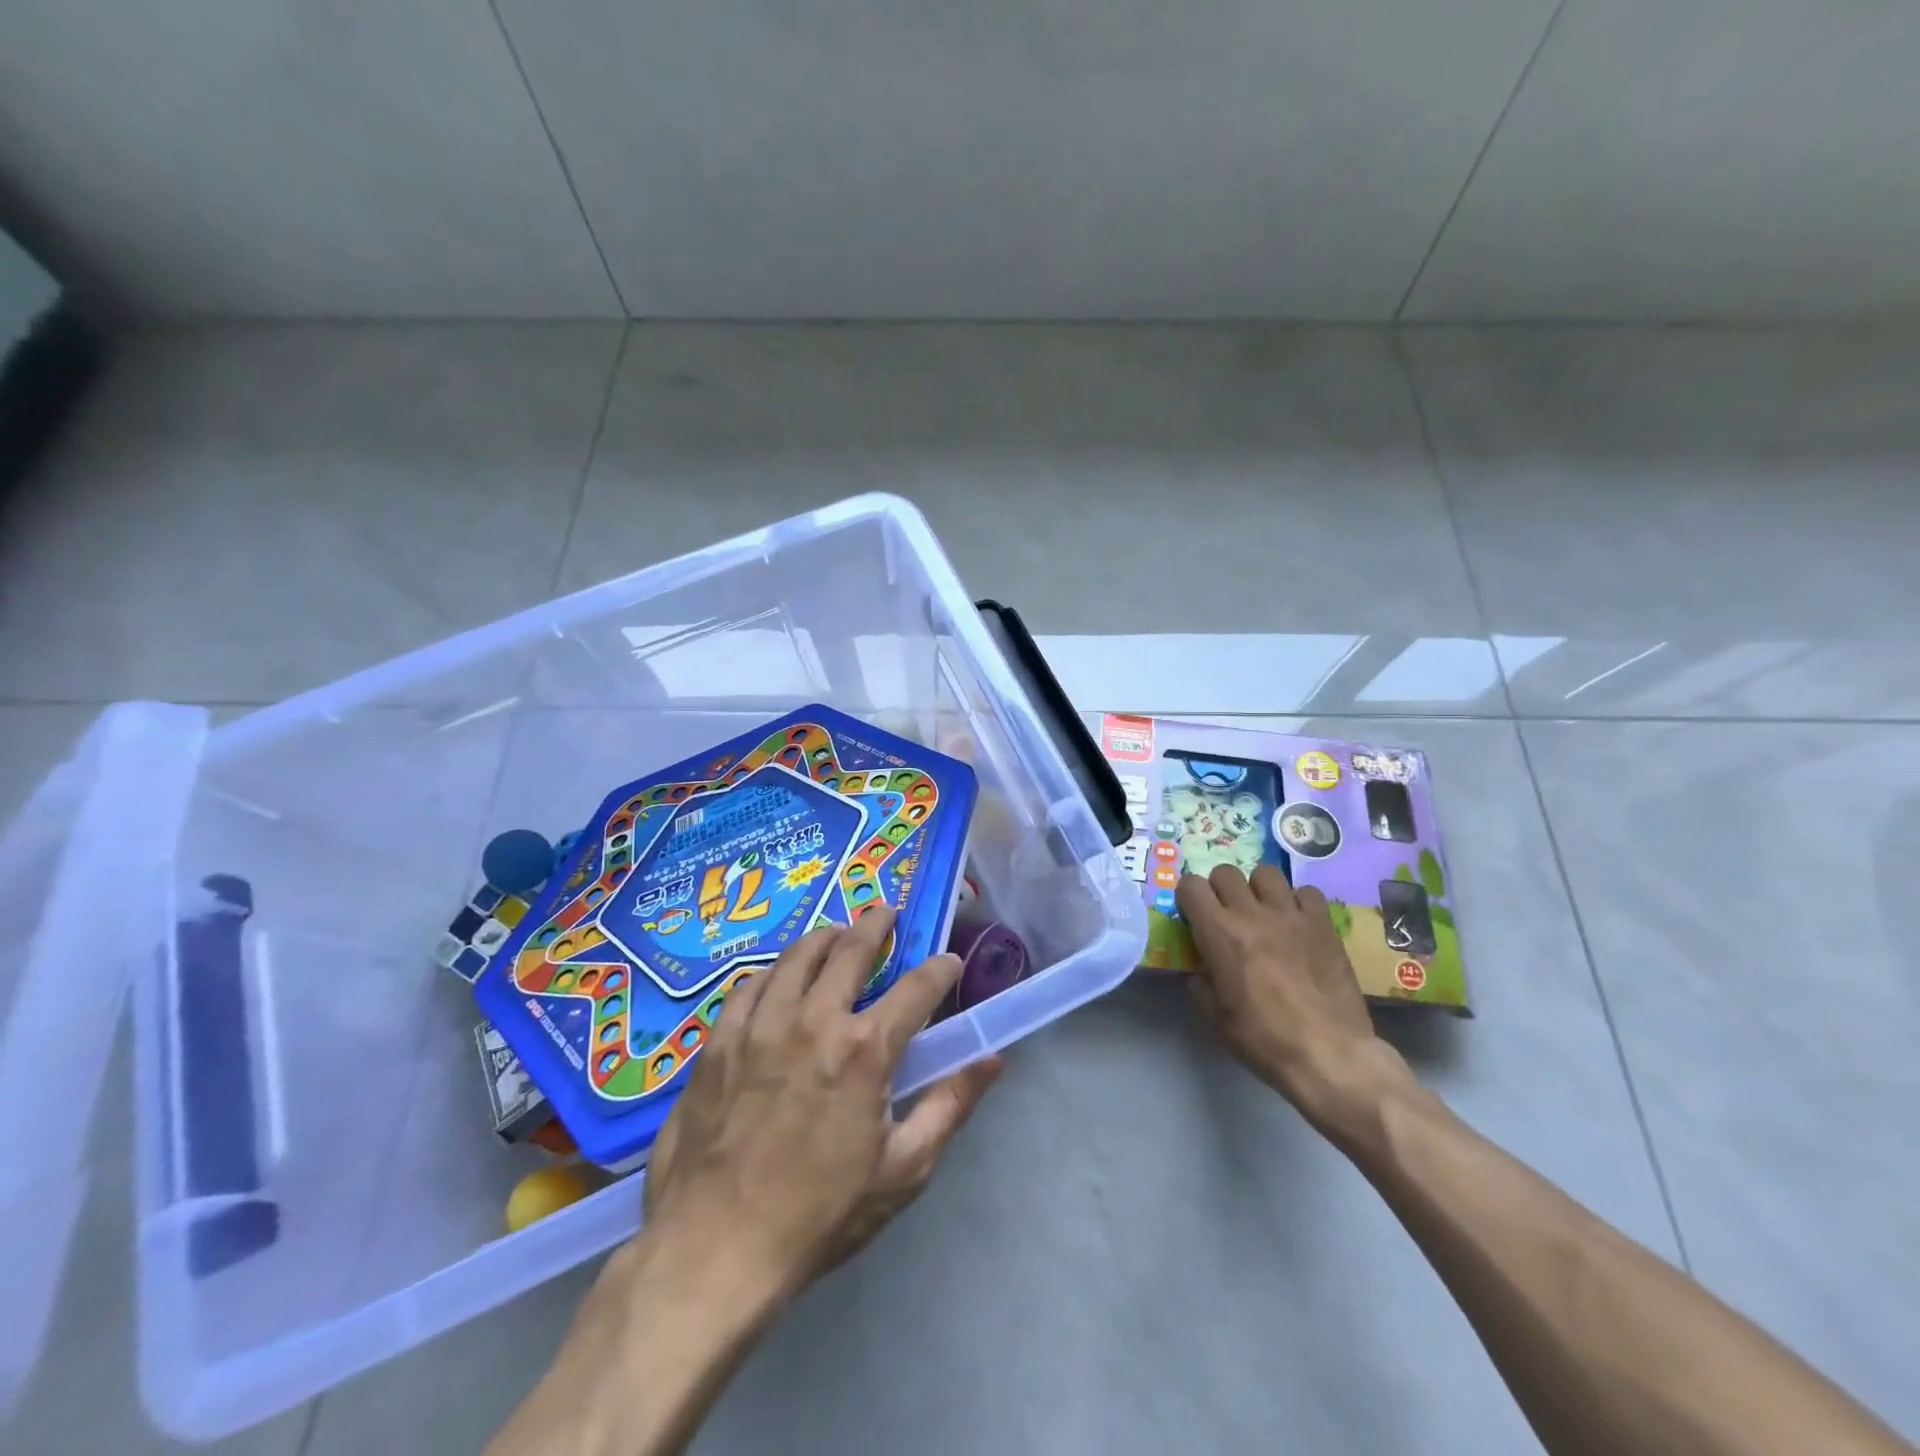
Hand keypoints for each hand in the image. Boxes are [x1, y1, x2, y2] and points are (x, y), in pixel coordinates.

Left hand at [642, 907, 1002, 1301]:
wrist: (713, 1251)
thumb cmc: (818, 1215)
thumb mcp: (902, 1171)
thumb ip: (950, 1105)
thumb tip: (991, 1059)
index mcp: (865, 1050)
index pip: (917, 988)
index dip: (940, 968)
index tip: (949, 961)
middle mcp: (815, 1020)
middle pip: (850, 949)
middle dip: (876, 924)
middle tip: (886, 912)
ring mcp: (761, 1025)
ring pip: (796, 956)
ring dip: (824, 936)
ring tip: (835, 932)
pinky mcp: (719, 1041)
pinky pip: (748, 985)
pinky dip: (771, 971)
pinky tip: (776, 975)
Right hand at [1176, 864, 1407, 1136]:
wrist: (1329, 1054)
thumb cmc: (1263, 1039)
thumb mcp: (1214, 1017)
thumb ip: (1201, 982)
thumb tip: (1203, 968)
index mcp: (1219, 932)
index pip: (1191, 885)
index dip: (1188, 897)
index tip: (1193, 915)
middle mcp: (1252, 913)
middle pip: (1226, 872)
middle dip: (1219, 889)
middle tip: (1226, 915)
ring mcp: (1291, 914)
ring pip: (1266, 873)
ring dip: (1257, 889)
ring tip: (1263, 913)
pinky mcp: (1323, 924)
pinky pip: (1306, 892)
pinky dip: (1297, 902)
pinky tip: (1297, 924)